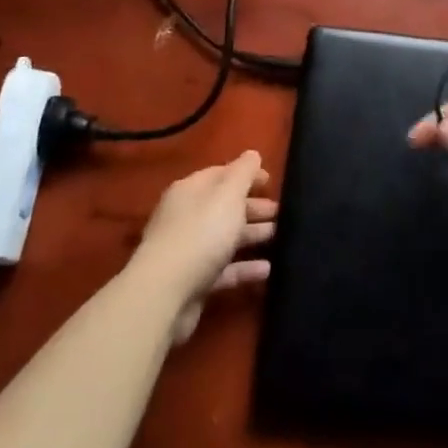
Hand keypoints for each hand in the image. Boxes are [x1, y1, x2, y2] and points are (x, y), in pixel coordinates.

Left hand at [133, 151, 276, 344]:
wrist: (166, 293)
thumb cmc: (201, 233)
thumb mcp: (228, 195)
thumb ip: (243, 172)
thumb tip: (252, 154)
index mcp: (191, 191)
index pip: (220, 174)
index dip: (246, 175)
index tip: (271, 181)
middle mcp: (186, 216)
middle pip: (224, 206)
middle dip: (252, 206)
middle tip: (281, 211)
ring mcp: (188, 250)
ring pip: (225, 237)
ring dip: (252, 235)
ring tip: (279, 236)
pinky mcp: (194, 281)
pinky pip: (224, 269)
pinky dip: (245, 267)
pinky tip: (267, 269)